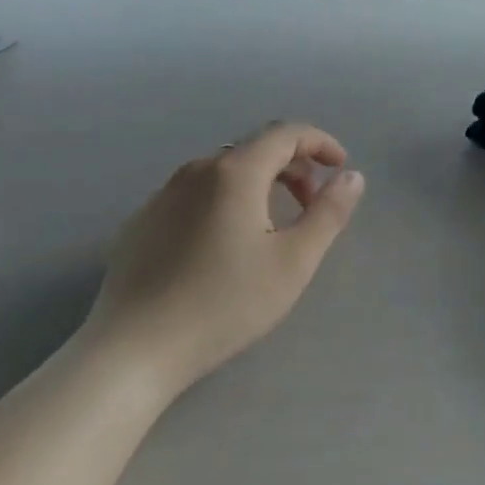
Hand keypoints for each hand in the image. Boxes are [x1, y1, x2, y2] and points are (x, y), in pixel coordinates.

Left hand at [87, 123, 365, 392]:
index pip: (286, 133)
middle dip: (293, 167)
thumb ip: (329, 213)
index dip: (320, 143)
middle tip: (312, 204)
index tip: (341, 168)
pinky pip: (195, 194)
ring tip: (273, 226)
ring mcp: (163, 194)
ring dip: (260, 184)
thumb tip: (352, 176)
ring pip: (224, 171)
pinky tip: (224, 245)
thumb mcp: (293, 261)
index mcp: (235, 171)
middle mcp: (197, 170)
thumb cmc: (224, 304)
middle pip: (255, 149)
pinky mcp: (142, 221)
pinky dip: (225, 201)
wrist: (133, 351)